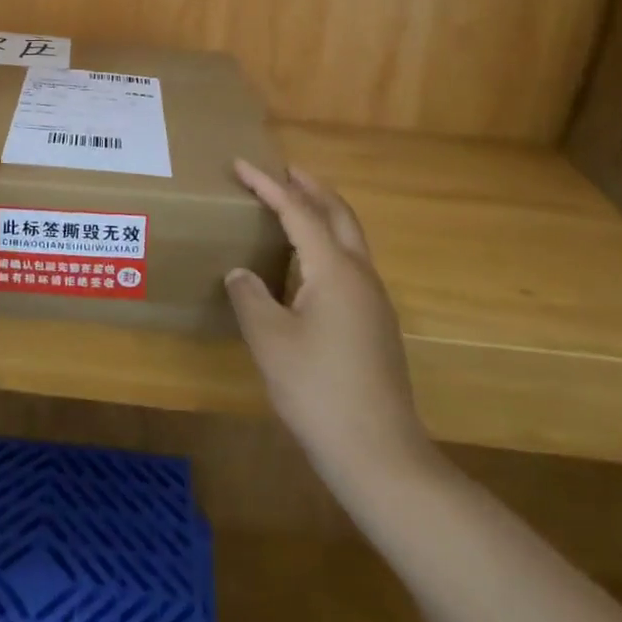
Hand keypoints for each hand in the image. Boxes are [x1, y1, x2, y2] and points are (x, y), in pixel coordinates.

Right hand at [226, 161, 437, 495]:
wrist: (381, 456)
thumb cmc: (319, 390)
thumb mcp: (270, 341)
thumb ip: (250, 297)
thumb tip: (241, 273)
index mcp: (335, 270)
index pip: (298, 211)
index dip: (268, 185)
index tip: (242, 165)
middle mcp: (360, 275)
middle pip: (338, 214)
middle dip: (311, 187)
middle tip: (283, 170)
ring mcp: (374, 301)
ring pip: (350, 239)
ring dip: (323, 214)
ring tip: (292, 209)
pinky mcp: (376, 325)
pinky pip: (350, 264)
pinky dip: (328, 244)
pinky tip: (307, 266)